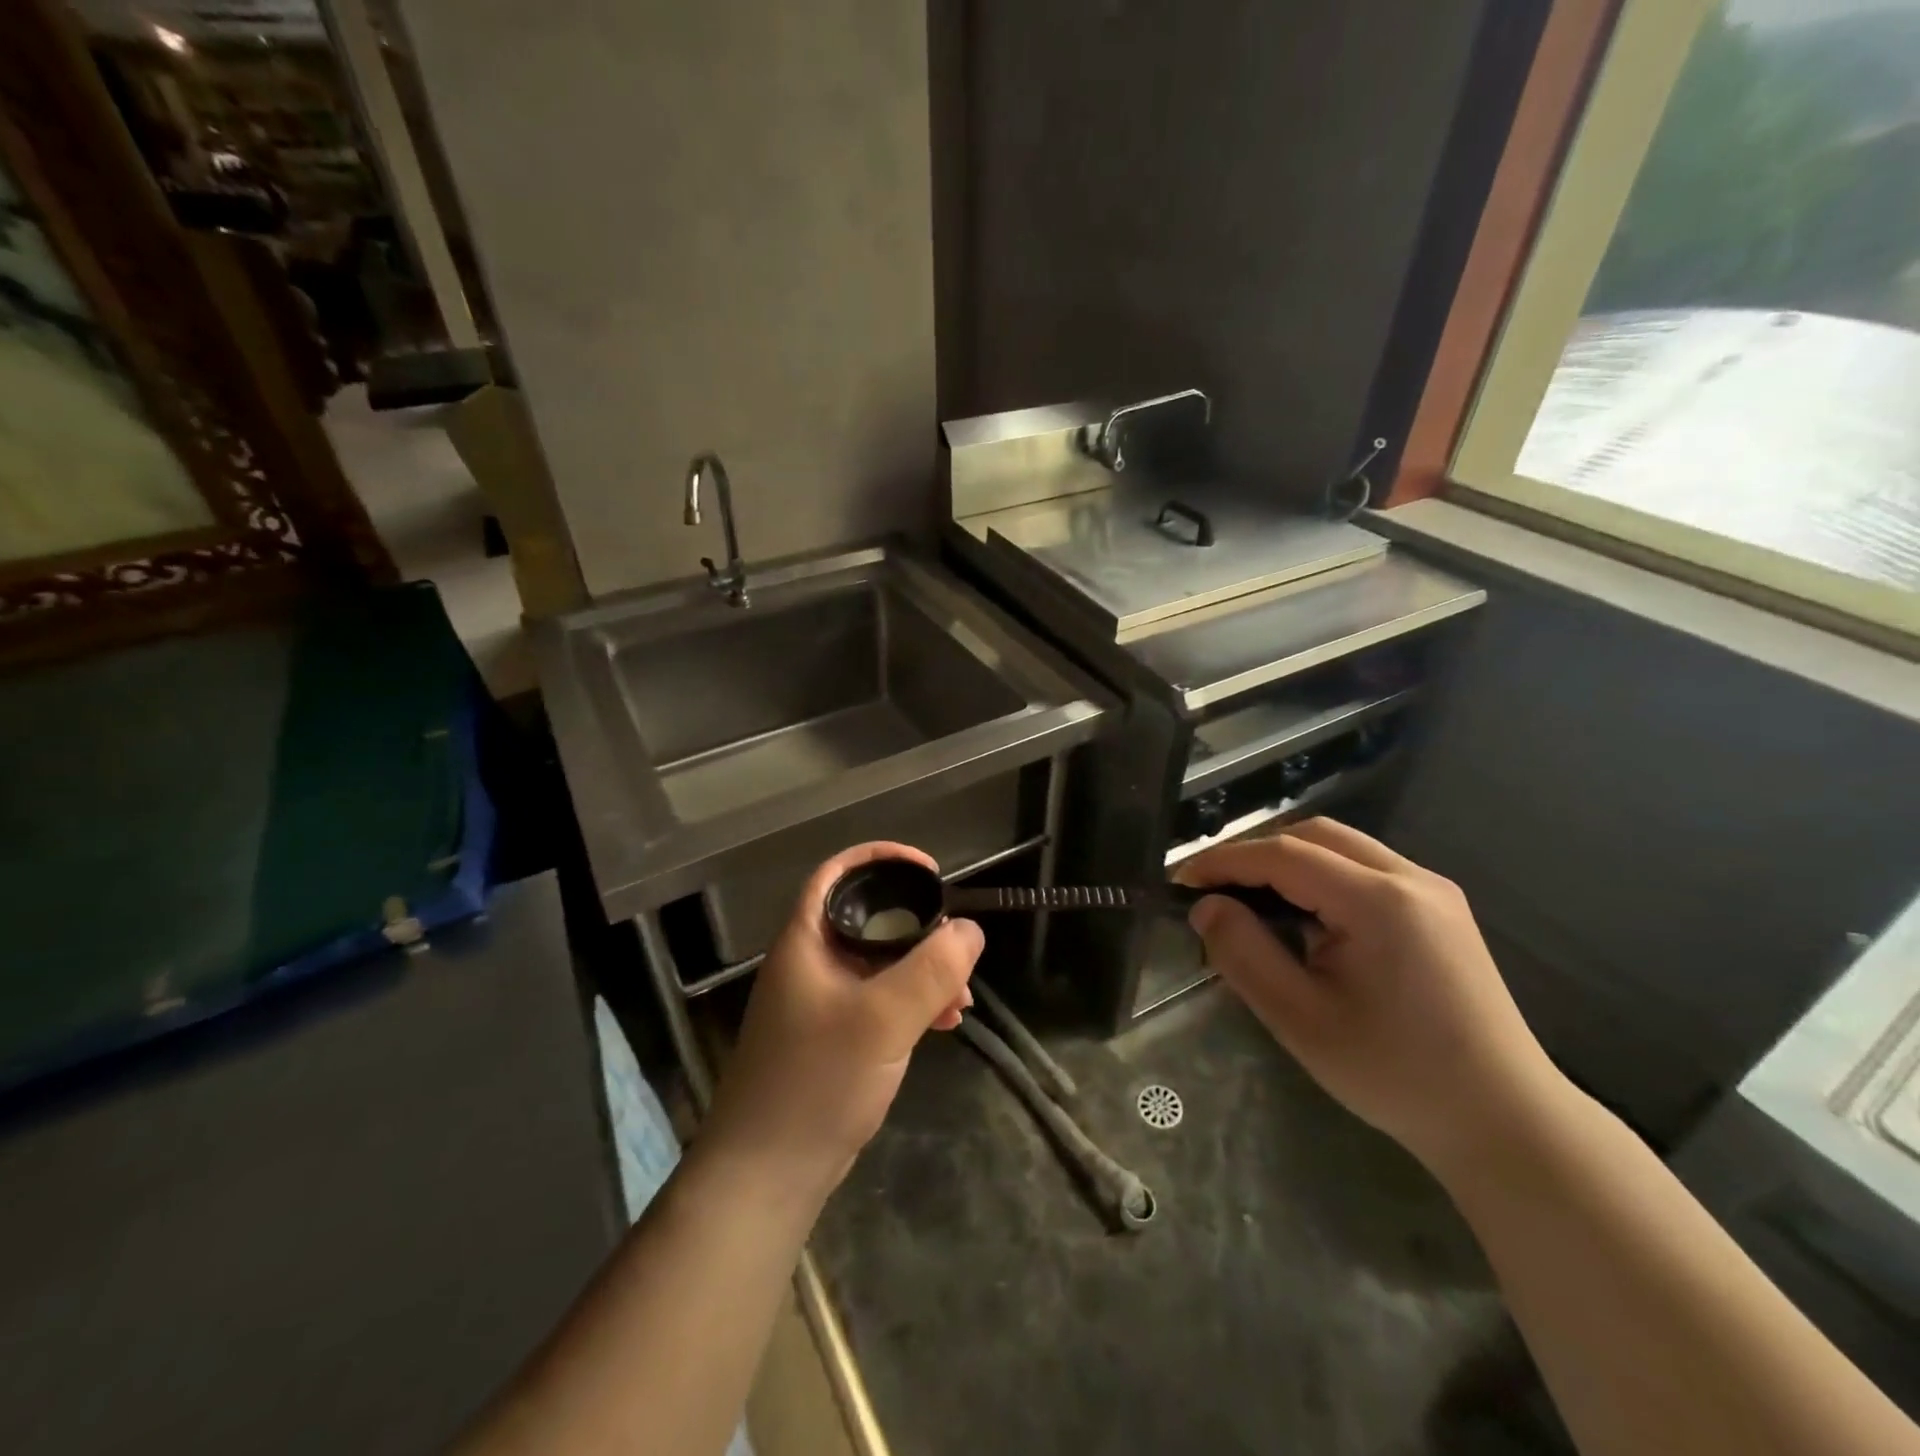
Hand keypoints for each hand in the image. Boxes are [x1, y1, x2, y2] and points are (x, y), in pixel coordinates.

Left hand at [701, 843, 982, 1198]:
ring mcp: (822, 1000)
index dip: (881, 859)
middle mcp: (811, 962)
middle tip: (957, 947)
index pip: (838, 874)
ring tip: (961, 999)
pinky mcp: (834, 1035)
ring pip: (880, 963)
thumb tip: (969, 929)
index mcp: (806, 941)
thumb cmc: (817, 1082)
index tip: (929, 872)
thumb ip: (929, 970)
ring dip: (923, 971)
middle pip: (868, 919)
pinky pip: (880, 999)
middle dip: (919, 928)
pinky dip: (913, 1002)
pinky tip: (944, 1023)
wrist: (767, 1174)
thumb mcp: (882, 1019)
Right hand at [1176, 819, 1568, 1176]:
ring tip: (1252, 901)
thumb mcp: (1300, 1019)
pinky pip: (1366, 869)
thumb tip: (1206, 907)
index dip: (1224, 861)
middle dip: (1256, 853)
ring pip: (1342, 847)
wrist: (1504, 1121)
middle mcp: (1411, 878)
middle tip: (1215, 890)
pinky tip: (1306, 916)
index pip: (1283, 855)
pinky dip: (1322, 876)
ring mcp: (1433, 890)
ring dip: (1289, 861)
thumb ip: (1244, 954)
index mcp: (1379, 902)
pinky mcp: (1441, 909)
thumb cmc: (1395, 1074)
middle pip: (1314, 835)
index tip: (1180, 882)